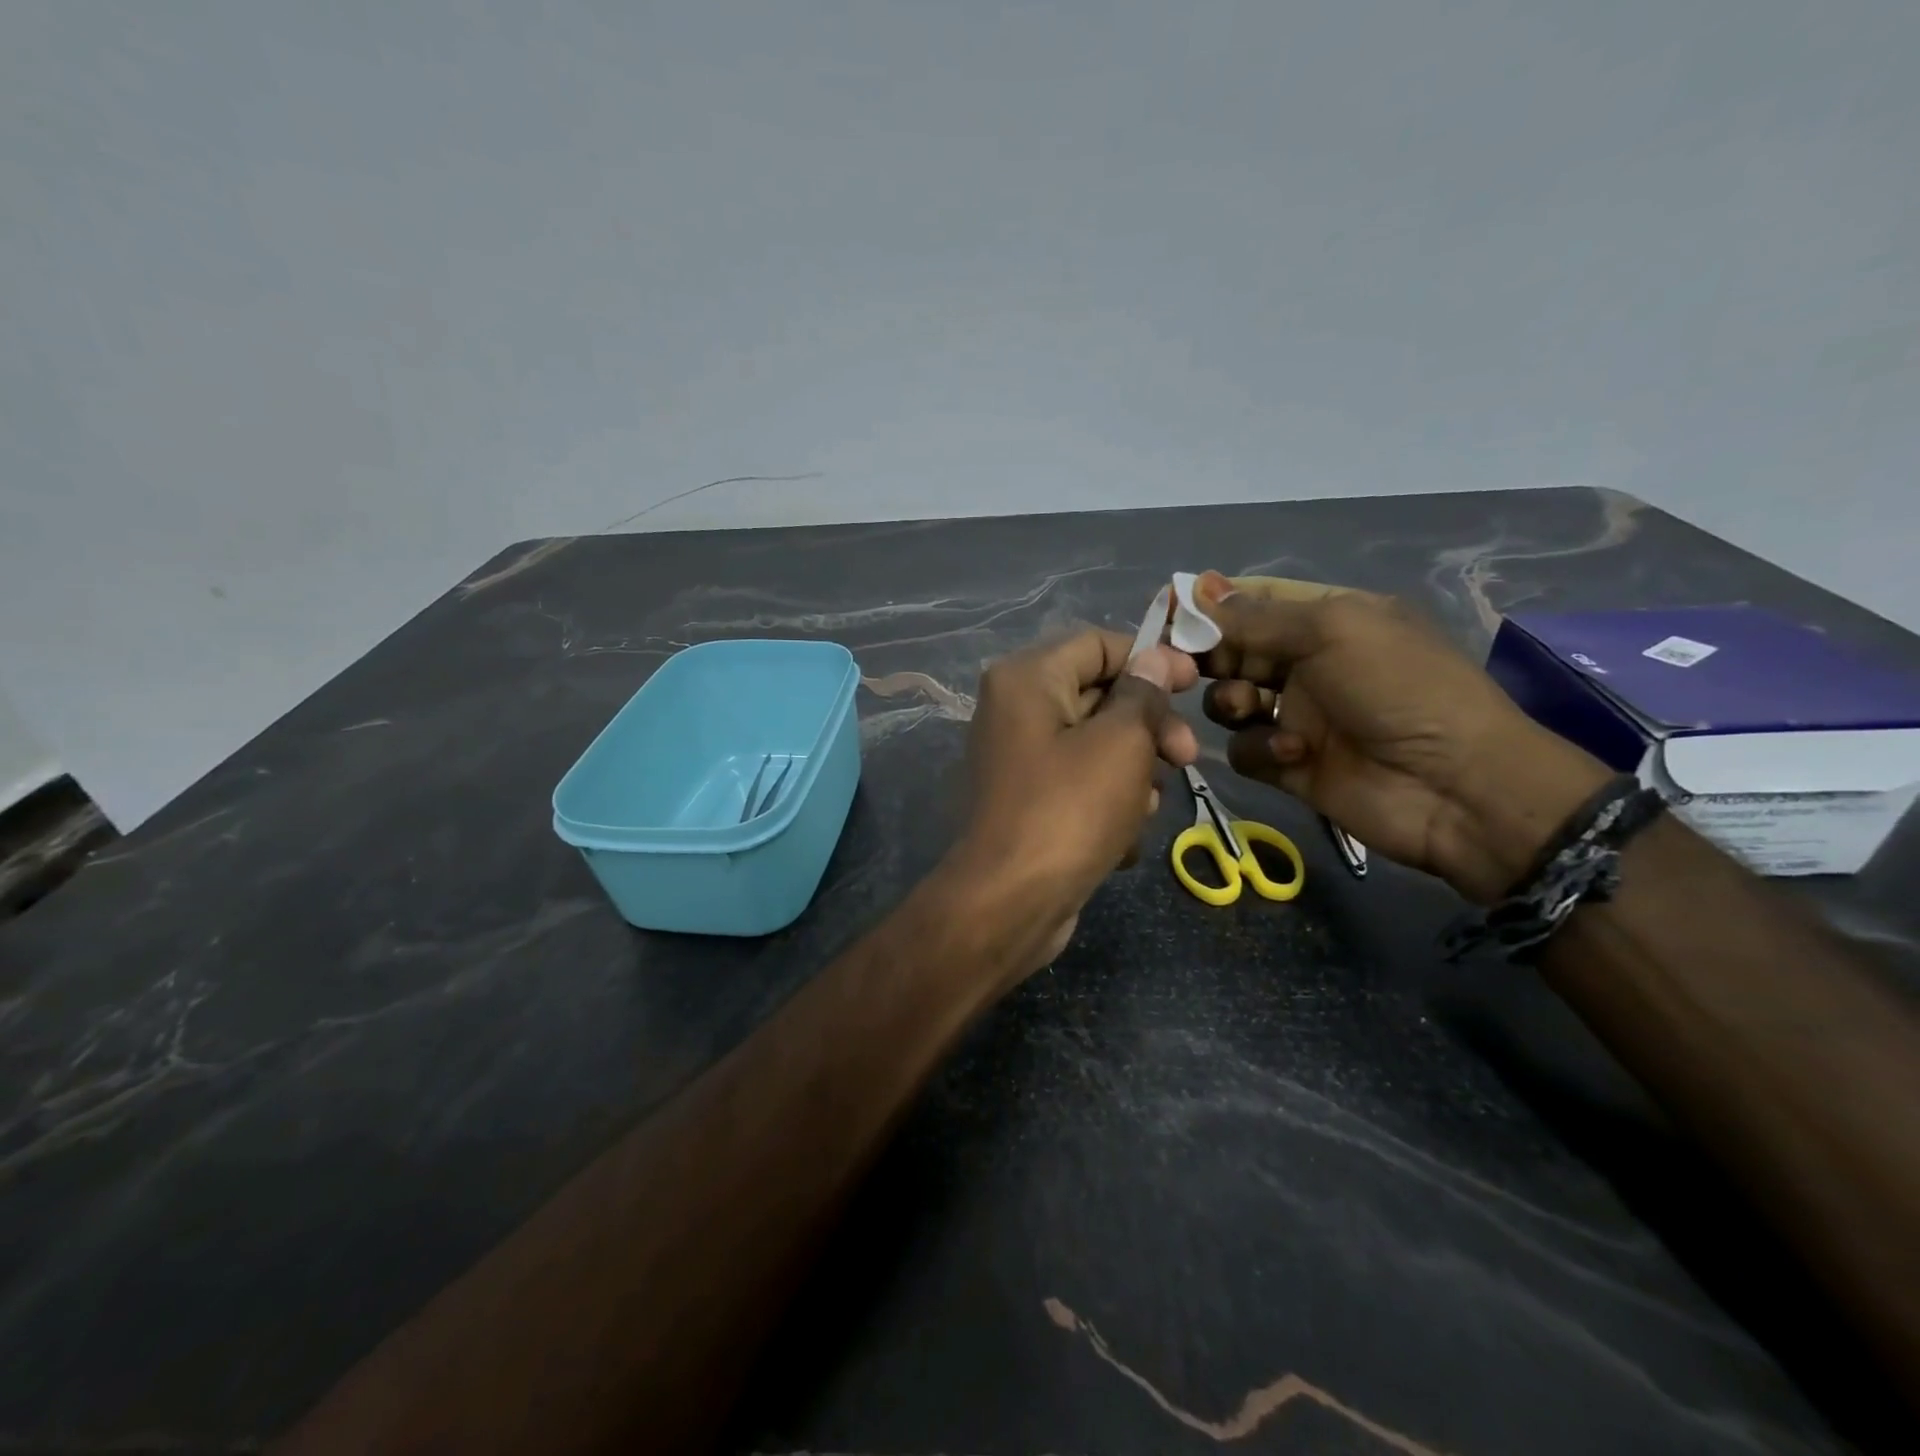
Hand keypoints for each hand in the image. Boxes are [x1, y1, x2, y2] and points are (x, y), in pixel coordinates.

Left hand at [950, 629, 1198, 971]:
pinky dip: (1107, 805)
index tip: (1194, 684)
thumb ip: (1143, 695)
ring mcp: (1020, 758)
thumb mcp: (1120, 743)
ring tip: (1144, 808)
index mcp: (1026, 679)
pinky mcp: (1029, 802)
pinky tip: (1120, 839)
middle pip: (1100, 695)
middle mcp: (1015, 710)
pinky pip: (1081, 785)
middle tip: (1186, 758)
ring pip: (1097, 746)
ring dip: (1133, 774)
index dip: (1151, 658)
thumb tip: (1155, 658)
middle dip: (1148, 727)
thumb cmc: (1069, 810)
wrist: (1010, 903)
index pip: (1098, 643)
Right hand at [1192, 573, 1609, 902]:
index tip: (1169, 613)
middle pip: (1233, 651)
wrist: (1455, 787)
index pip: (1255, 601)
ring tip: (1248, 708)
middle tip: (1185, 665)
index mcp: (1327, 620)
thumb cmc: (1399, 689)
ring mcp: (1297, 715)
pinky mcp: (1289, 763)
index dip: (1211, 605)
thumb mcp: (1332, 632)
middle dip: (1209, 655)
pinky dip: (1258, 748)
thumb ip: (1257, 616)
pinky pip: (1245, 748)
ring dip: (1230, 701)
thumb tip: (1197, 587)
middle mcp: (1307, 663)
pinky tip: (1290, 753)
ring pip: (1229, 700)